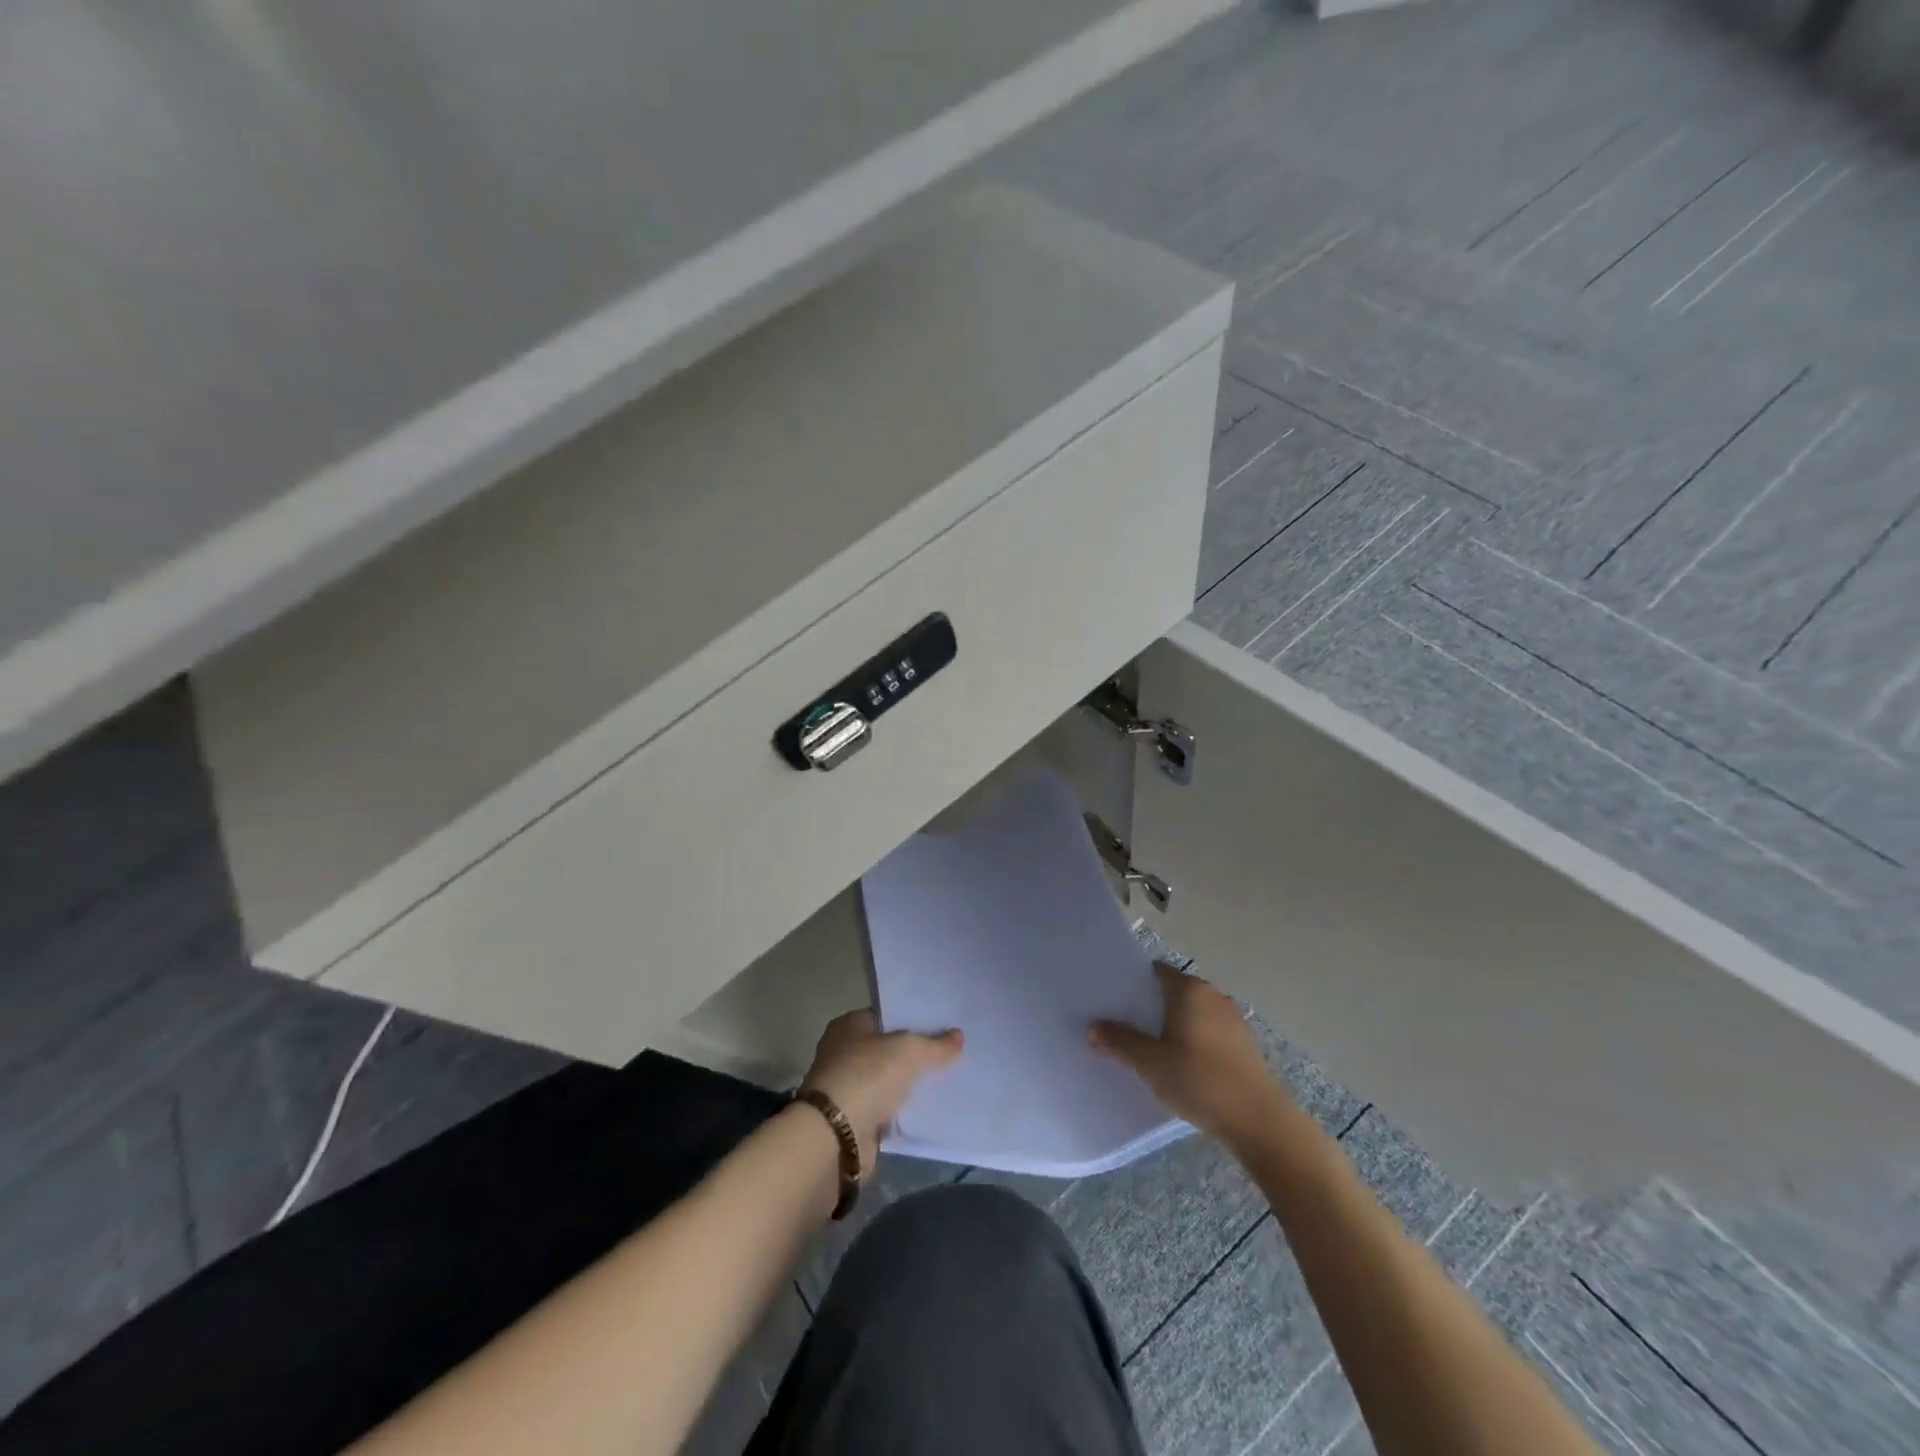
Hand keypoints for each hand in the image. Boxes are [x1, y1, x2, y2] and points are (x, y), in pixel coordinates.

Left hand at [800, 1010, 962, 1172]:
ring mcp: (845, 1087)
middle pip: (885, 1049)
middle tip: (945, 1054)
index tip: (939, 1026)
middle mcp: (842, 1052)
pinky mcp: (851, 1120)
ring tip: (942, 1082)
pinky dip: (899, 1111)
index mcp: (848, 1025)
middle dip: (910, 1054)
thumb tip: (958, 1036)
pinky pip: (884, 1109)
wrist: (836, 1136)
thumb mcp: (909, 1051)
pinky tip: (925, 1110)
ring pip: (885, 1080)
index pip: (884, 1016)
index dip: (910, 1020)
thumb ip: (935, 1045)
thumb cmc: (867, 1076)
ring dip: (905, 1085)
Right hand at [1090, 963, 1288, 1150]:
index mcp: (1190, 989)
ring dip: (1171, 1024)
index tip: (1113, 999)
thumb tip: (1093, 1028)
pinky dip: (1191, 1039)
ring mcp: (1232, 1019)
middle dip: (1149, 1006)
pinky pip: (1207, 1030)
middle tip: (1123, 1024)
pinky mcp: (1243, 1043)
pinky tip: (1179, 1063)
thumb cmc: (1200, 1081)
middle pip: (1173, 991)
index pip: (1155, 971)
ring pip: (1191, 1012)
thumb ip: (1120, 1042)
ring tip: (1147, 1046)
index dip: (1133, 982)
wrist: (1259, 1121)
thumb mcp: (1150, 1063)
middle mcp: (1213, 995)